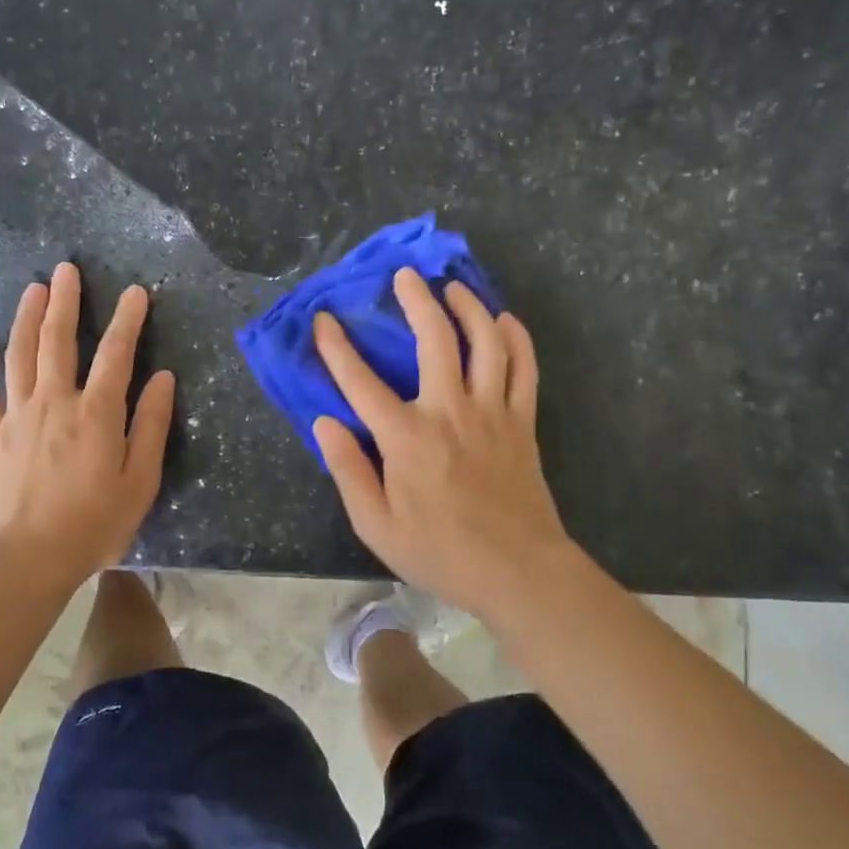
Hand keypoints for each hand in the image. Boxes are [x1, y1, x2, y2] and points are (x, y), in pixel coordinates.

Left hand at [0, 262, 175, 582]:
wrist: (27, 558)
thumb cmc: (94, 524)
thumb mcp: (140, 481)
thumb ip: (152, 426)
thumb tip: (163, 379)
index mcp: (97, 414)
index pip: (117, 354)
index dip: (128, 320)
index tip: (136, 292)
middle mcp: (55, 402)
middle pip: (59, 341)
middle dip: (66, 302)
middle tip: (67, 269)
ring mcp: (17, 416)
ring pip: (20, 355)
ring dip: (27, 318)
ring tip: (34, 289)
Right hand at [312, 268, 572, 616]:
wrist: (518, 572)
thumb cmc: (440, 552)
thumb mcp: (377, 525)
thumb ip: (348, 470)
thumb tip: (325, 423)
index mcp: (407, 438)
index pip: (361, 382)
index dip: (337, 348)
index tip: (324, 320)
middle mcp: (450, 411)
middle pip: (434, 339)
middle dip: (417, 300)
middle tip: (405, 276)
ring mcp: (492, 412)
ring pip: (485, 342)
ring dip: (469, 307)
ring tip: (454, 288)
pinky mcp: (522, 422)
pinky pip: (524, 368)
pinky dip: (516, 338)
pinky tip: (505, 320)